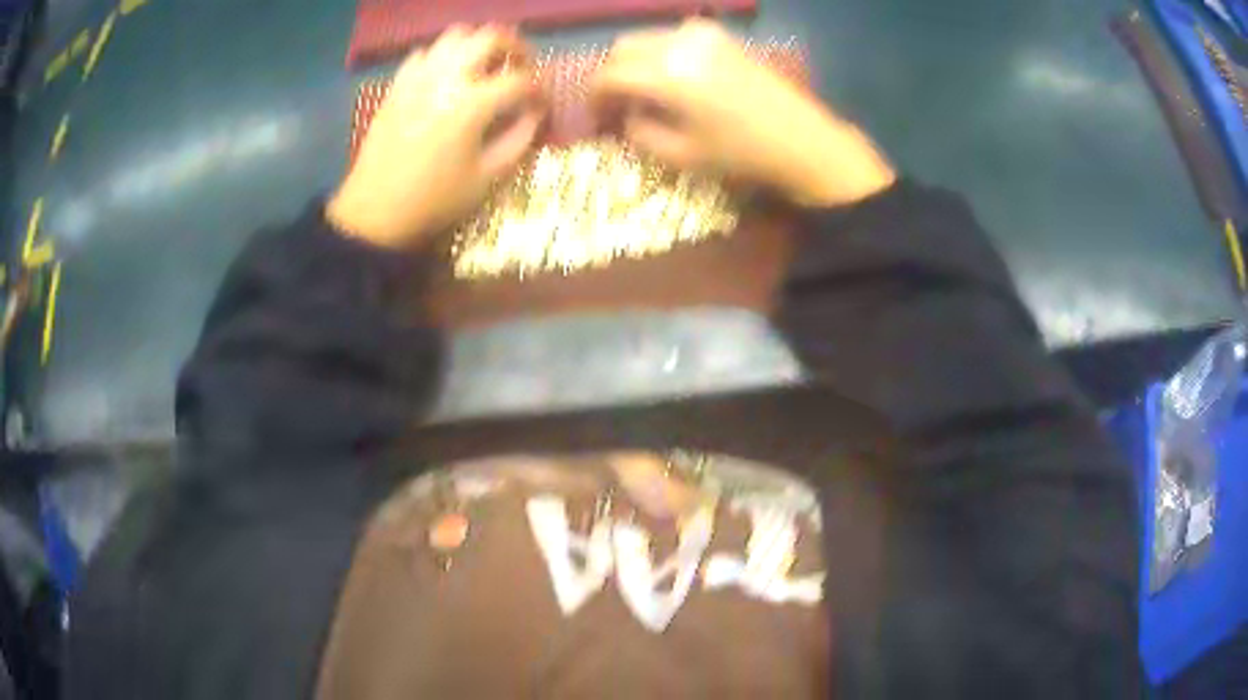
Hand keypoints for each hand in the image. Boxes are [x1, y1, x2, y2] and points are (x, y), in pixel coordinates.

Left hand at [328, 26, 544, 247]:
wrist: (374, 212)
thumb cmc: (434, 200)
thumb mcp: (487, 178)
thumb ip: (519, 139)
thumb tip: (534, 113)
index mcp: (472, 104)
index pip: (520, 79)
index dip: (539, 89)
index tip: (542, 102)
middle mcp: (447, 78)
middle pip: (490, 37)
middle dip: (515, 47)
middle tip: (521, 66)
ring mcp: (418, 77)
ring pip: (456, 36)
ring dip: (479, 44)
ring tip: (486, 65)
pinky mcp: (398, 85)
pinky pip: (424, 53)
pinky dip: (443, 56)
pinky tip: (447, 76)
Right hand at [591, 21, 894, 206]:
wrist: (802, 140)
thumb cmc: (742, 154)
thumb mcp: (681, 155)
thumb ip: (639, 132)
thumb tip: (625, 114)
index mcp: (668, 75)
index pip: (609, 74)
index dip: (595, 96)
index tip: (597, 117)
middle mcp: (680, 43)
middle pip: (623, 47)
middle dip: (612, 74)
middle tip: (617, 104)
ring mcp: (704, 34)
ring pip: (647, 38)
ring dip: (636, 62)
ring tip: (644, 93)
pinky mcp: (721, 36)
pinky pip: (674, 36)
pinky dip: (661, 53)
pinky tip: (673, 79)